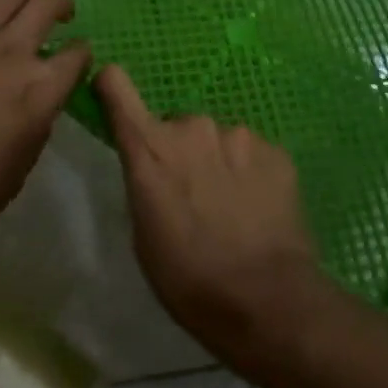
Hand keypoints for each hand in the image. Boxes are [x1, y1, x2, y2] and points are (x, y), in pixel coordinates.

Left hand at [0, 0, 90, 247]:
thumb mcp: (22, 167)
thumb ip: (38, 124)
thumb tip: (40, 102)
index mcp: (41, 89)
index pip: (77, 55)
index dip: (82, 53)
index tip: (77, 57)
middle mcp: (13, 52)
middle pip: (47, 5)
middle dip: (61, 5)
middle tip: (61, 13)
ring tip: (27, 0)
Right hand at [95, 65, 327, 374]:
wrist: (267, 300)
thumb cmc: (188, 279)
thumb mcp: (143, 235)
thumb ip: (143, 182)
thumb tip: (153, 168)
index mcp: (149, 148)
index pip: (117, 86)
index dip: (112, 86)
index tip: (113, 96)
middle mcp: (192, 127)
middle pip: (176, 125)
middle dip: (180, 151)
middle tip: (192, 195)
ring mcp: (238, 134)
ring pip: (217, 140)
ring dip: (217, 162)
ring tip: (231, 208)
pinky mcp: (275, 150)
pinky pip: (252, 153)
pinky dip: (250, 174)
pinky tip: (258, 210)